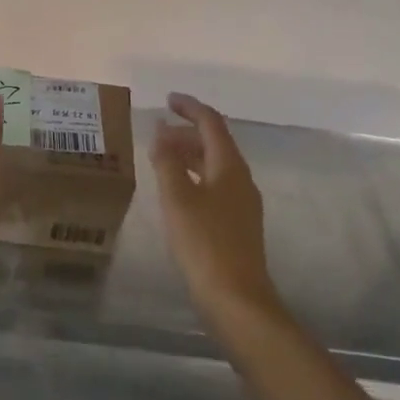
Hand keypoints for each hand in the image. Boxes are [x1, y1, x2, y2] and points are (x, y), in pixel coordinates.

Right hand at [151, 93, 281, 325]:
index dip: (190, 107)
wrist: (237, 300)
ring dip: (189, 154)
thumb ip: (167, 161)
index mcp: (229, 166)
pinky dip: (194, 176)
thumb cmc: (204, 243)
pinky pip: (215, 185)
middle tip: (157, 133)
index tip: (167, 99)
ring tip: (161, 158)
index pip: (211, 123)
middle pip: (215, 142)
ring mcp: (242, 203)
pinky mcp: (237, 224)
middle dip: (186, 132)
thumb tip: (160, 132)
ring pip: (214, 165)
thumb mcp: (177, 197)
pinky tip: (176, 191)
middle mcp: (240, 179)